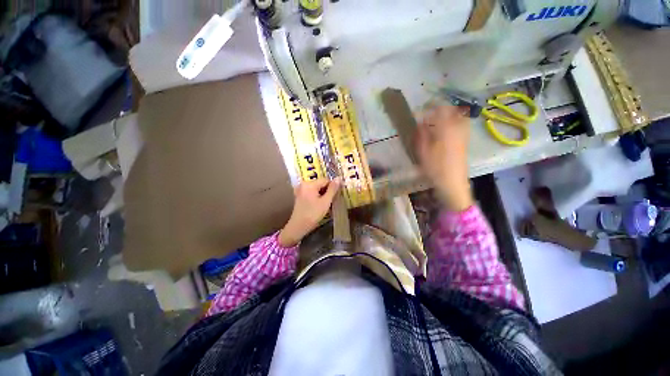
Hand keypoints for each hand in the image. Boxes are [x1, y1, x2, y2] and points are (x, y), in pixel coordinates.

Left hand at [278, 178, 340, 246]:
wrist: (298, 226)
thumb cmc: (313, 214)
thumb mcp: (325, 202)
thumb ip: (332, 189)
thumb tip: (339, 178)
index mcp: (309, 184)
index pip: (326, 180)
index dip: (332, 187)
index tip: (336, 196)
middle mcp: (304, 184)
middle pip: (320, 183)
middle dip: (327, 191)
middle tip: (331, 201)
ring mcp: (301, 190)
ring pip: (316, 188)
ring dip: (322, 194)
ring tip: (325, 204)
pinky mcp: (299, 195)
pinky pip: (311, 192)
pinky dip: (317, 196)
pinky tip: (319, 204)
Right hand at [415, 105, 473, 211]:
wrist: (452, 182)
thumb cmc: (435, 167)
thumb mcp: (423, 152)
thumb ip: (421, 135)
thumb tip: (419, 122)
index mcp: (446, 129)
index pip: (440, 109)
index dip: (431, 105)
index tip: (421, 107)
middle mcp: (457, 128)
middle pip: (452, 110)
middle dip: (440, 108)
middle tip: (429, 112)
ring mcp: (463, 135)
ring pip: (458, 117)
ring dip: (447, 114)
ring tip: (436, 119)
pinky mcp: (465, 142)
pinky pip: (461, 125)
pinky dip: (453, 122)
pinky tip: (445, 130)